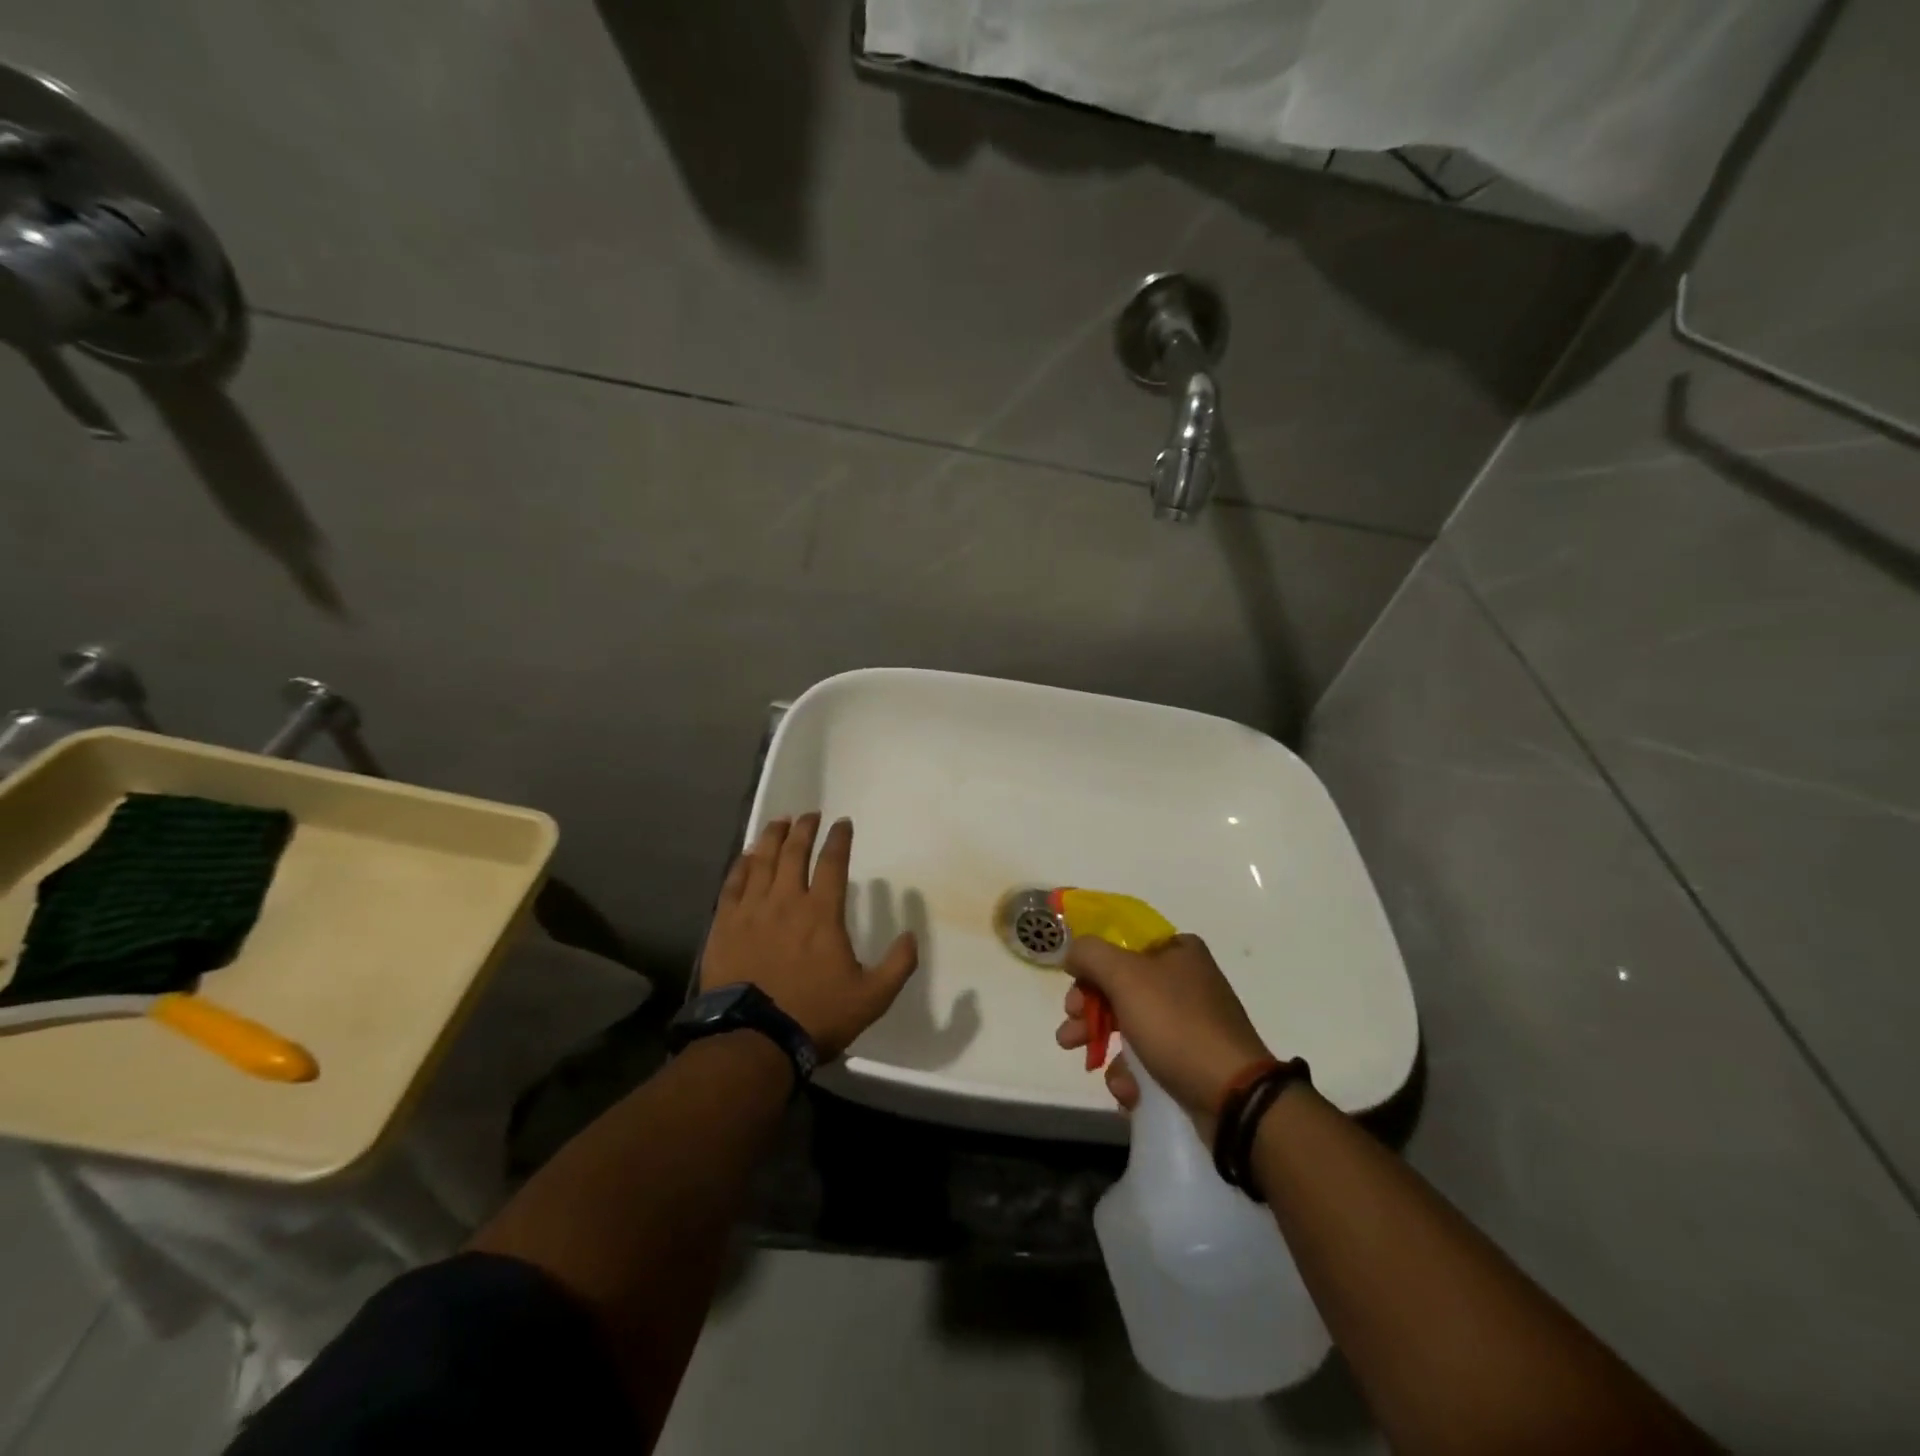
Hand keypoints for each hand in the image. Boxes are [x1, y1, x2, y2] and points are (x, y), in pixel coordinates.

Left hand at [700, 814, 918, 1059]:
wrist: (754, 1040)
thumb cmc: (816, 1015)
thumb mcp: (872, 997)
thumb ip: (898, 965)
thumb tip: (912, 935)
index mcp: (821, 913)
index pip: (833, 863)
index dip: (839, 839)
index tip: (843, 823)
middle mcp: (786, 901)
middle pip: (794, 853)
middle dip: (803, 829)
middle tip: (809, 815)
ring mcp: (751, 911)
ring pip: (762, 861)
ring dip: (772, 838)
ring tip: (779, 822)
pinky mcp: (724, 925)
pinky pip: (732, 884)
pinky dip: (742, 865)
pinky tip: (746, 856)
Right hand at [1055, 933, 1270, 1130]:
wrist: (1233, 1096)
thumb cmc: (1176, 1025)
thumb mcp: (1125, 976)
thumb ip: (1090, 955)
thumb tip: (1073, 954)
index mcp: (1178, 951)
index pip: (1121, 947)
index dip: (1091, 970)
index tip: (1073, 996)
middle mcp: (1187, 980)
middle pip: (1120, 988)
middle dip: (1089, 1013)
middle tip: (1070, 1034)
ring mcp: (1192, 1023)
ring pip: (1131, 1026)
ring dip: (1103, 1045)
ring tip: (1089, 1065)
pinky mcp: (1193, 1061)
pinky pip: (1150, 1059)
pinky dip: (1132, 1074)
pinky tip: (1129, 1091)